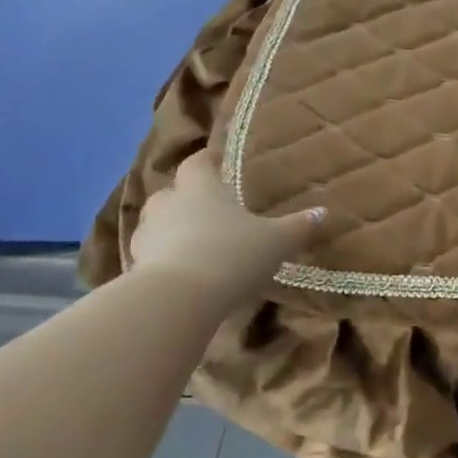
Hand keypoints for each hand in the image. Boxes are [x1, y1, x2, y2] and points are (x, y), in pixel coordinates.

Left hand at [130, 147, 323, 294]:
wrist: (179, 298)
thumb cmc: (232, 254)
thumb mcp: (277, 241)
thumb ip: (298, 226)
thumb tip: (323, 211)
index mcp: (201, 187)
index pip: (199, 162)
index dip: (208, 160)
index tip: (219, 162)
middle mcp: (168, 202)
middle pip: (173, 191)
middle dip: (188, 198)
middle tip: (211, 209)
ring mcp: (146, 234)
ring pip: (158, 223)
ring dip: (173, 229)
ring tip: (195, 243)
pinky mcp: (134, 265)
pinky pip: (151, 254)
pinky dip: (163, 258)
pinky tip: (182, 272)